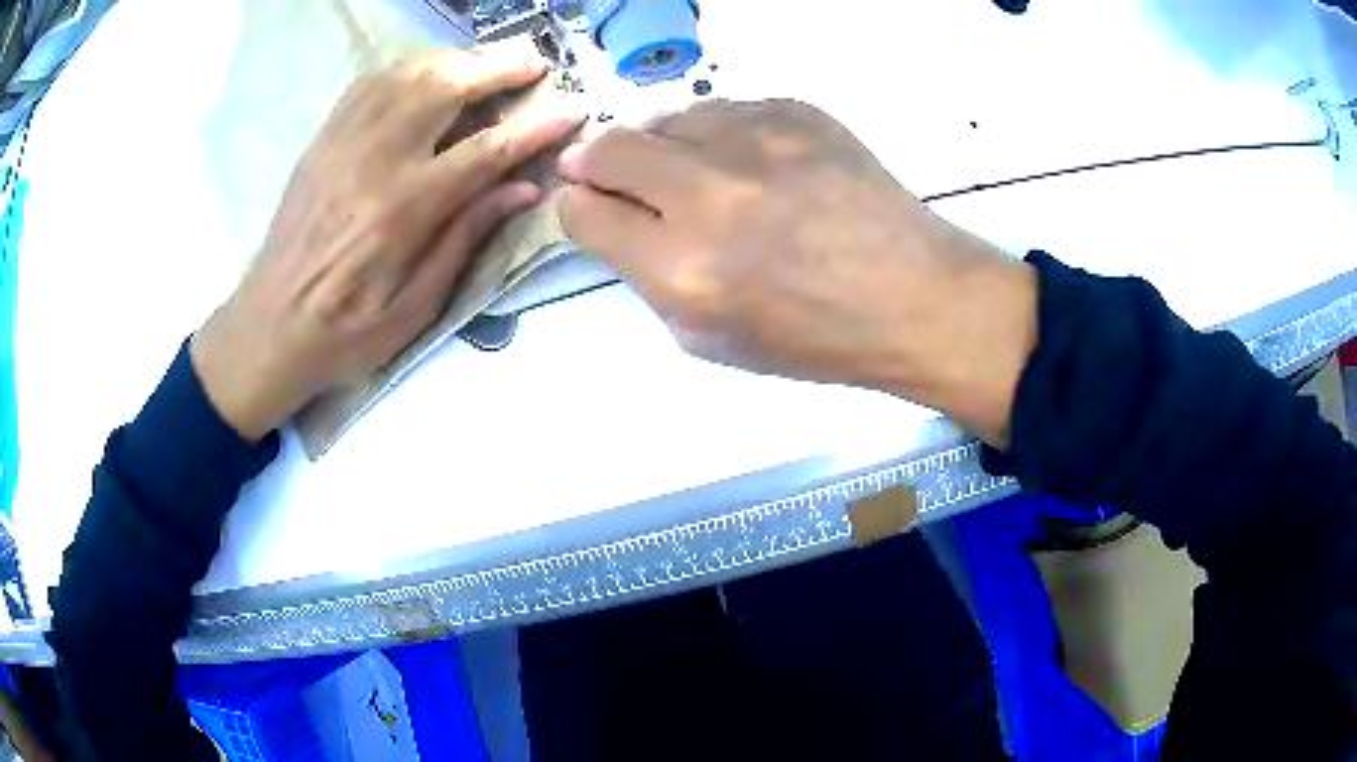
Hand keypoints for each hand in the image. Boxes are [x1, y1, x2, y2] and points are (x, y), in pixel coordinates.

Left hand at [192, 49, 582, 440]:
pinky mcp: (323, 141)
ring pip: (408, 74)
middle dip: (497, 67)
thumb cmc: (345, 333)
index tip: (575, 109)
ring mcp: (343, 143)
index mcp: (403, 211)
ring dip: (456, 60)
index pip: (486, 150)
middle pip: (445, 87)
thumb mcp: (414, 308)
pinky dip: (407, 69)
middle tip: (534, 63)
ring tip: (486, 64)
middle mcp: (373, 161)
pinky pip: (369, 84)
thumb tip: (524, 189)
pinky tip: (426, 75)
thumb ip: (466, 239)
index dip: (537, 127)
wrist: (267, 328)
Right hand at [557, 100, 1035, 444]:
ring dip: (659, 144)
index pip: (584, 212)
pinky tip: (743, 159)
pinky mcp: (795, 111)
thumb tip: (620, 224)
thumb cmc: (816, 337)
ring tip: (688, 170)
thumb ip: (650, 278)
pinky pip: (724, 108)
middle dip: (594, 162)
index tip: (588, 207)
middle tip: (608, 174)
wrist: (914, 295)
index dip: (576, 208)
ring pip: (665, 118)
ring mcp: (756, 141)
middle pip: (608, 148)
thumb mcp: (711, 340)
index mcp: (682, 268)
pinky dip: (716, 132)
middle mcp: (708, 194)